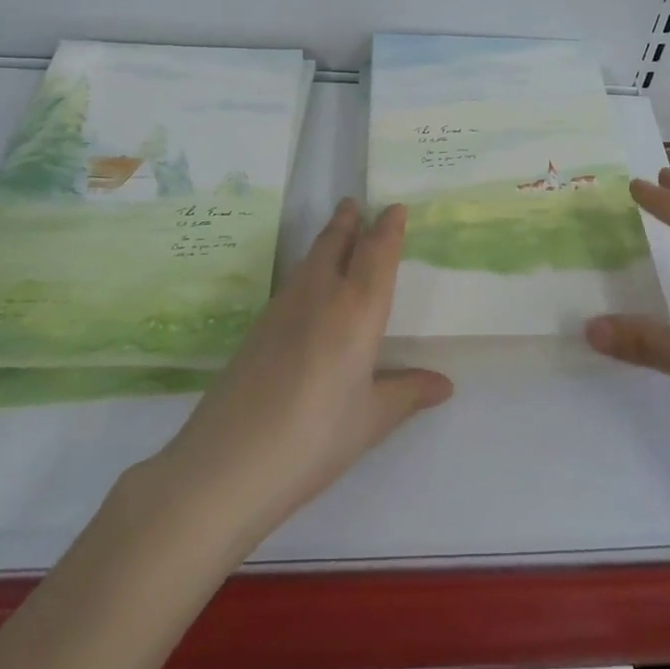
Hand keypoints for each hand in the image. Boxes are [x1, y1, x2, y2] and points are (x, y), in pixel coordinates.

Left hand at [157, 199, 453, 542]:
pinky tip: (308, 288)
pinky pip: (292, 283)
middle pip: (335, 243)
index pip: (376, 254)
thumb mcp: (370, 420)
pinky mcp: (256, 328)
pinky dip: (308, 269)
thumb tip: (444, 384)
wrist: (225, 465)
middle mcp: (319, 296)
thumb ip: (406, 393)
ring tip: (337, 231)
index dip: (388, 228)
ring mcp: (281, 309)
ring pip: (309, 259)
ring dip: (326, 240)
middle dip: (348, 221)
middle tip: (355, 203)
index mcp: (356, 310)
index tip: (395, 207)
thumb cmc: (314, 439)